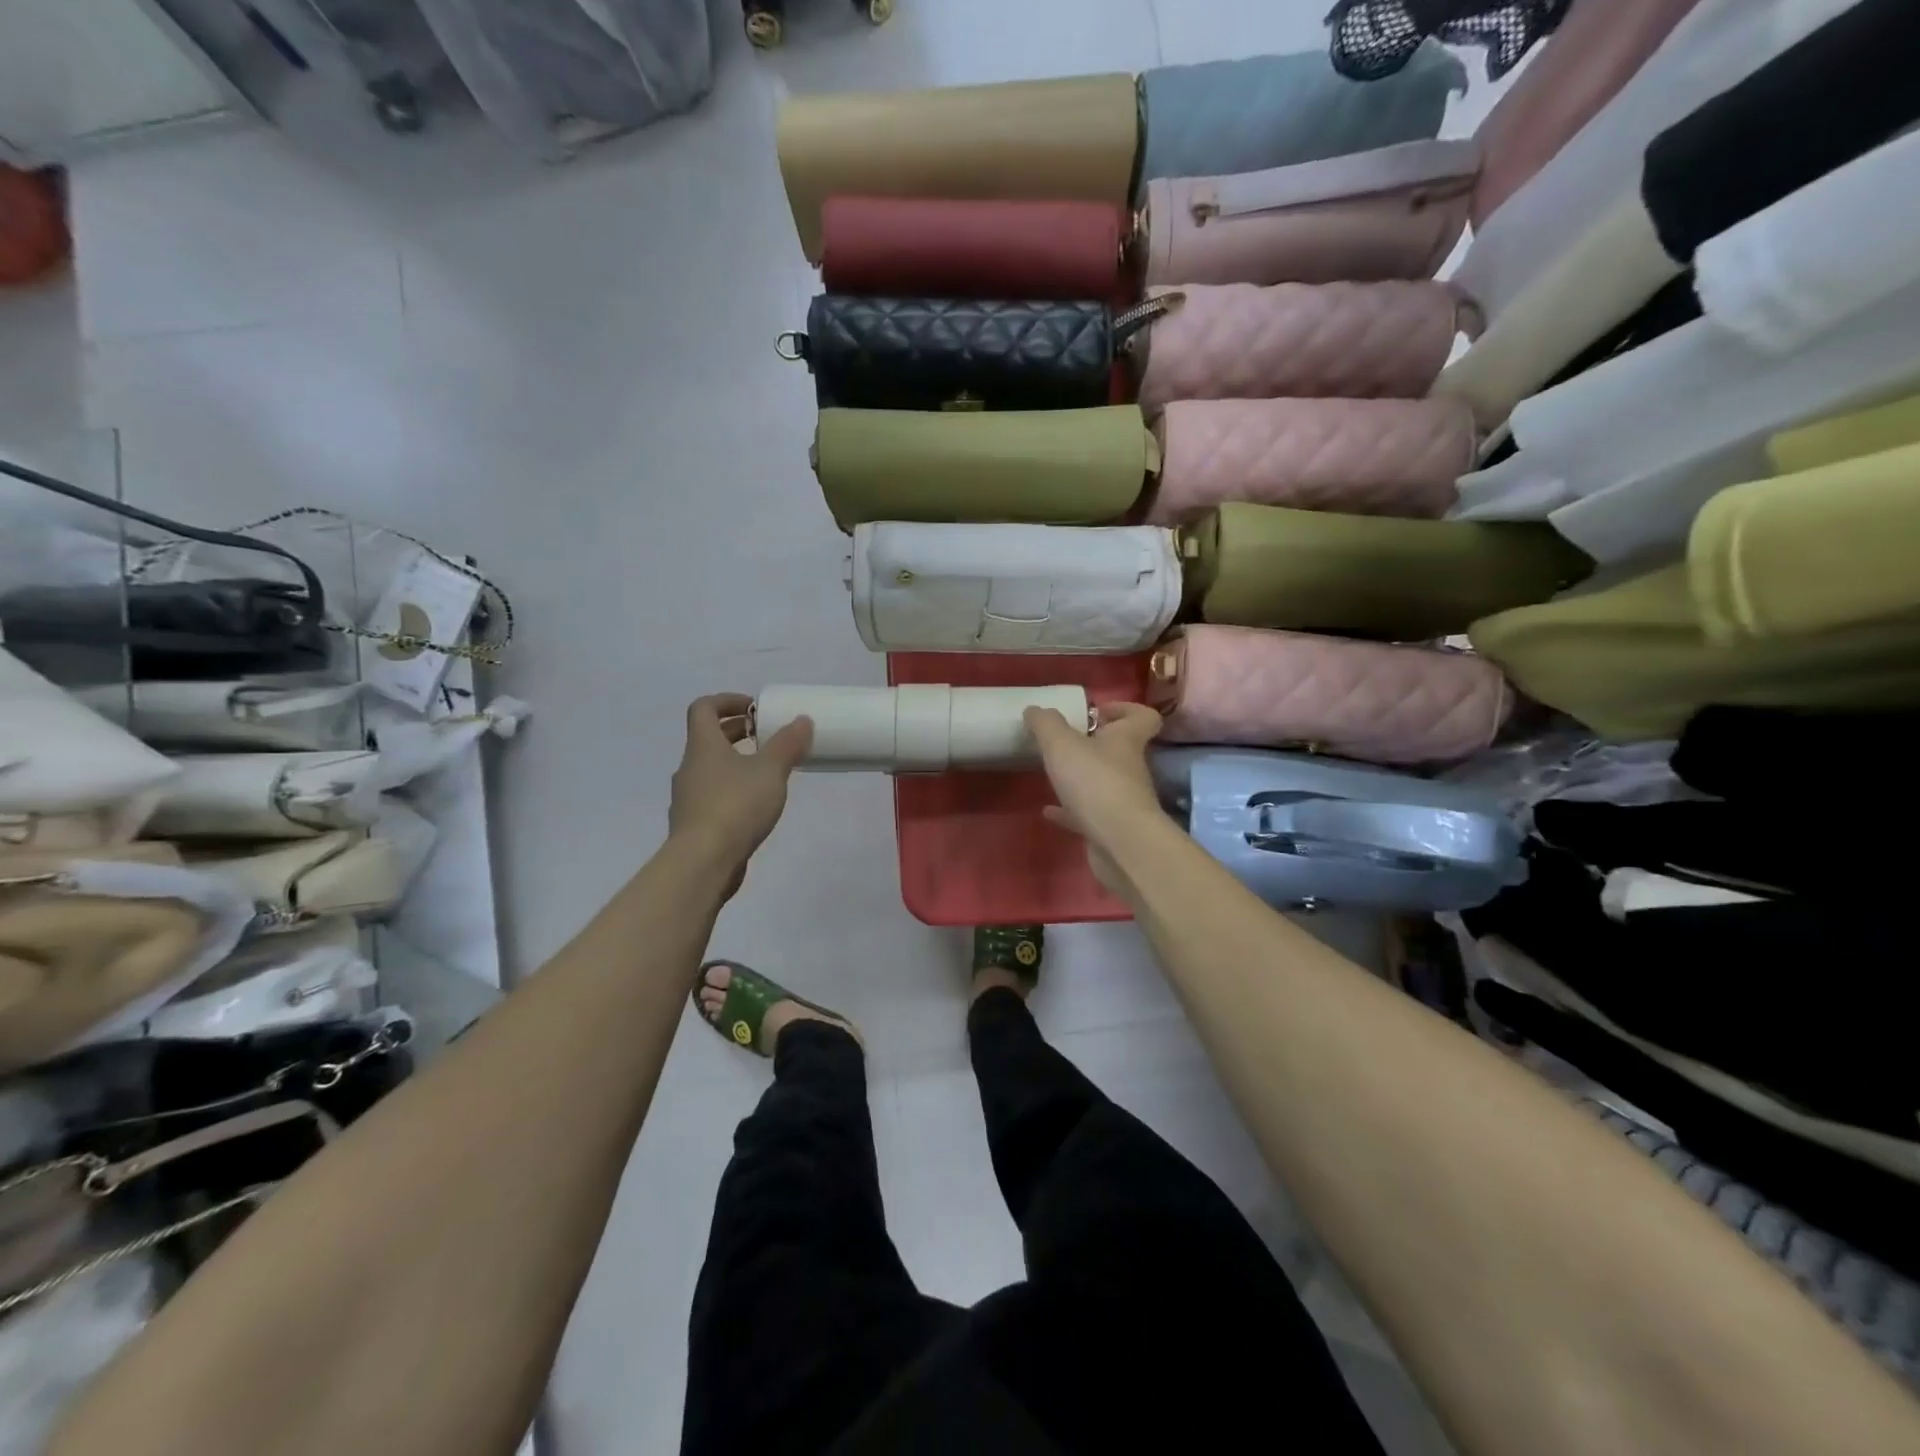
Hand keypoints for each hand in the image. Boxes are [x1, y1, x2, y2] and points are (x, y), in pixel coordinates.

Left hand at [669, 694, 811, 876]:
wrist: (703, 861)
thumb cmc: (736, 805)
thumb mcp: (770, 770)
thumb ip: (787, 744)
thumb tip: (801, 720)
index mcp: (703, 746)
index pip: (703, 708)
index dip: (727, 701)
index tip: (754, 708)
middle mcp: (690, 767)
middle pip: (708, 738)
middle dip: (737, 732)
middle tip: (767, 737)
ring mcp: (688, 798)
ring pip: (711, 769)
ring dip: (736, 763)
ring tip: (768, 773)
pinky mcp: (694, 824)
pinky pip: (713, 796)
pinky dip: (733, 790)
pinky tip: (756, 806)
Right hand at [1024, 701, 1163, 894]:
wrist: (1120, 843)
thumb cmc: (1095, 783)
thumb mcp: (1062, 744)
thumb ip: (1046, 724)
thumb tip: (1035, 710)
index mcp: (1126, 740)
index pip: (1143, 717)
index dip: (1124, 709)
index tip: (1097, 711)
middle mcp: (1130, 768)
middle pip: (1120, 749)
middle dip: (1094, 744)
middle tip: (1065, 741)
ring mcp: (1123, 800)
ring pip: (1104, 782)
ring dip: (1082, 777)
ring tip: (1053, 773)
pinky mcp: (1111, 828)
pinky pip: (1088, 813)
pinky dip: (1070, 810)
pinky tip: (1048, 810)